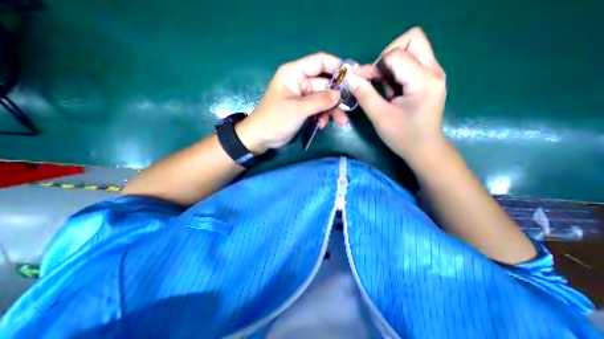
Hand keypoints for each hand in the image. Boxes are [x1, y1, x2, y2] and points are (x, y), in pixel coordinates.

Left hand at [233, 52, 352, 153]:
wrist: (262, 137)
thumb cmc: (276, 119)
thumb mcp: (299, 109)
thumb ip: (320, 100)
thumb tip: (339, 95)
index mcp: (294, 73)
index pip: (320, 62)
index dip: (337, 66)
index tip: (353, 75)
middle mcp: (299, 82)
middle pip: (324, 84)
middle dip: (337, 96)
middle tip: (350, 106)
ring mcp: (302, 97)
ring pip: (323, 99)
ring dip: (332, 110)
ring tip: (342, 121)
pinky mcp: (303, 110)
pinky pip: (318, 109)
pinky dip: (322, 116)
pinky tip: (322, 125)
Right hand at [345, 27, 446, 163]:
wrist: (424, 149)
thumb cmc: (403, 137)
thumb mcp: (380, 117)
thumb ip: (364, 95)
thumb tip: (349, 77)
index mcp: (423, 81)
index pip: (396, 54)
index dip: (375, 64)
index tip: (362, 80)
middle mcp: (433, 71)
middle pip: (411, 39)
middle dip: (387, 54)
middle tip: (377, 76)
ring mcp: (433, 74)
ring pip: (411, 49)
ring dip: (391, 64)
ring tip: (382, 86)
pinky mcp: (428, 79)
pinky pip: (411, 62)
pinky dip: (395, 71)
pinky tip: (389, 89)